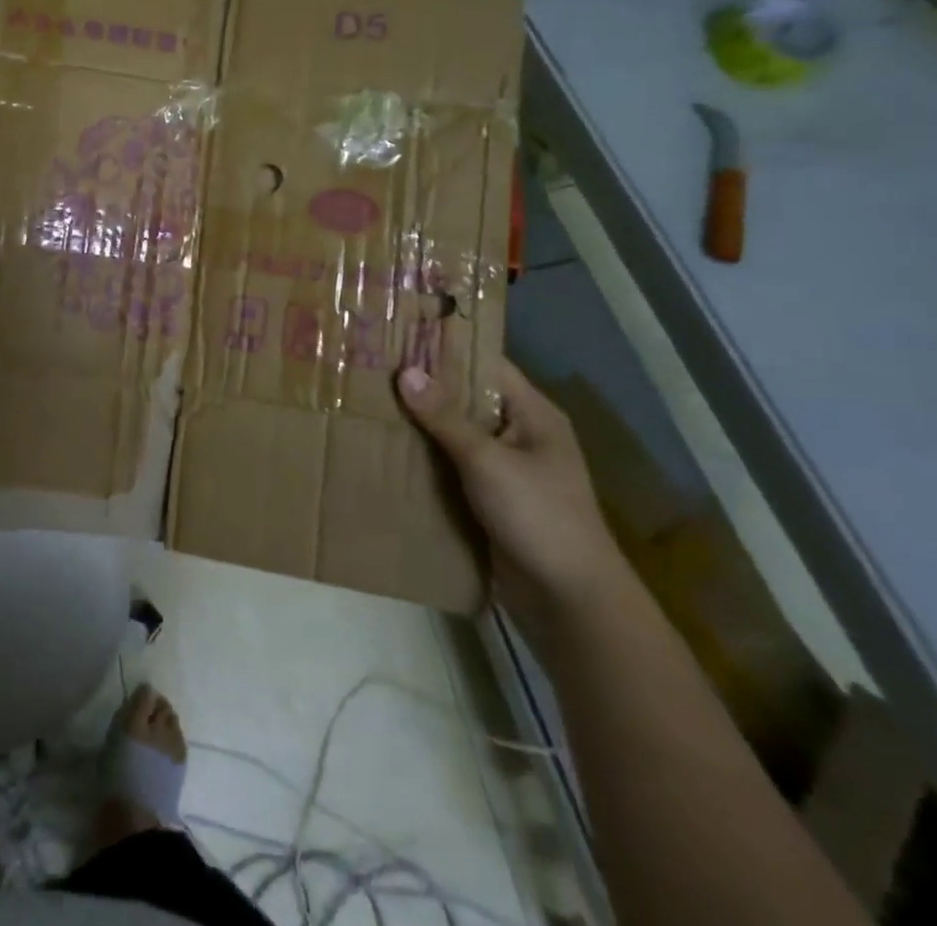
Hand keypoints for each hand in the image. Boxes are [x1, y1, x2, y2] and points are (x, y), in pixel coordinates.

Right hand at [397, 358, 632, 638]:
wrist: (569, 600)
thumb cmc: (538, 516)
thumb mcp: (488, 460)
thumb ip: (445, 417)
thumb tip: (405, 372)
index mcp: (533, 414)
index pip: (485, 364)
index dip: (445, 349)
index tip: (398, 335)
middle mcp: (519, 433)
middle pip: (465, 398)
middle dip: (423, 386)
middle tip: (371, 367)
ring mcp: (504, 467)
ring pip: (453, 433)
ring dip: (419, 423)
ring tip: (367, 401)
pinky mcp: (488, 497)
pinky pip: (449, 464)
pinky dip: (423, 456)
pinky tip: (385, 447)